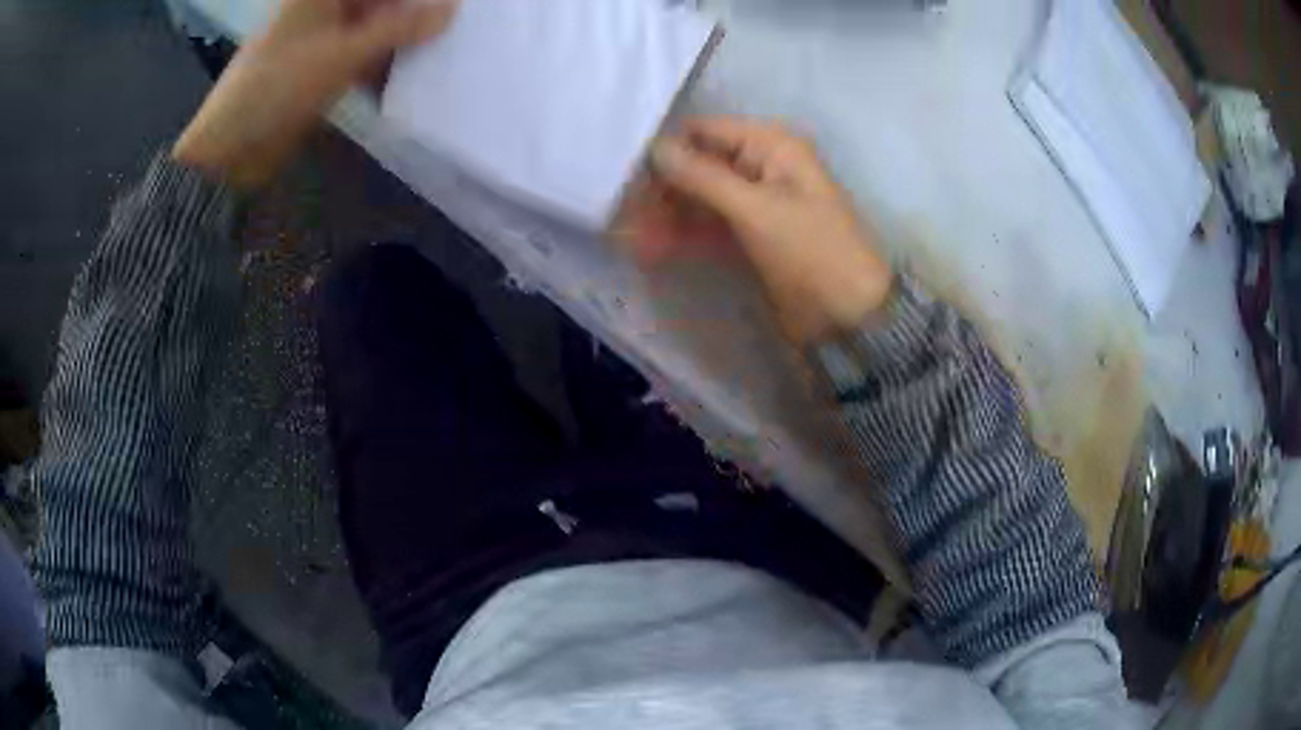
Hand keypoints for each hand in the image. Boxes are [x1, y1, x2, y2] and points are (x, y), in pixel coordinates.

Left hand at [173, 0, 457, 189]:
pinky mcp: (320, 64)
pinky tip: (404, 77)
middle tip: (447, 30)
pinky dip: (381, 62)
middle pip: (380, 2)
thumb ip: (400, 28)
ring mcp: (321, 35)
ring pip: (374, 26)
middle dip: (413, 14)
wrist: (230, 148)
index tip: (449, 6)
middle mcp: (323, 5)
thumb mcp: (343, 53)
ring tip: (435, 54)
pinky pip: (361, 53)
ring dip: (400, 40)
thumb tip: (452, 9)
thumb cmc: (278, 86)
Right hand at [646, 117, 892, 344]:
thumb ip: (703, 176)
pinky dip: (682, 236)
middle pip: (698, 165)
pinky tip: (651, 250)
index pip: (705, 132)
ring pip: (698, 198)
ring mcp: (754, 203)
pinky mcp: (749, 236)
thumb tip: (655, 147)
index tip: (626, 173)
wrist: (850, 316)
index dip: (667, 149)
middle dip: (662, 189)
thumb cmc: (811, 251)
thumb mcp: (756, 209)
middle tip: (624, 217)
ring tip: (632, 241)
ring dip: (666, 216)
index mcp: (772, 146)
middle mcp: (760, 166)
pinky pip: (707, 227)